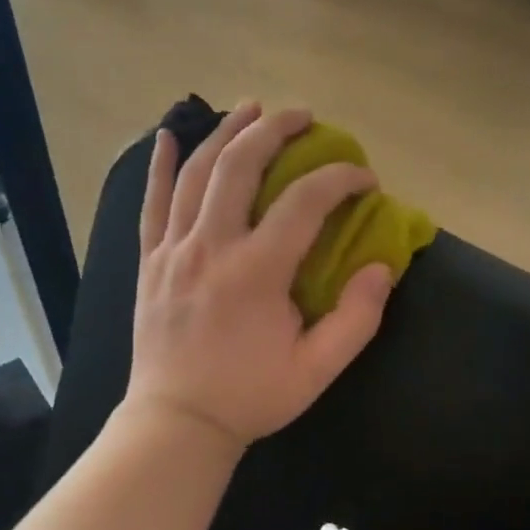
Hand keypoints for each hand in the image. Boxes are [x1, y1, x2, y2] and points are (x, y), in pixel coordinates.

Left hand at [124, 102, 393, 449]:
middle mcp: (211, 247)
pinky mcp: (150, 262)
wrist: (178, 422)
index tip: (364, 179)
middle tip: (304, 116)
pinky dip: (160, 165)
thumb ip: (356, 318)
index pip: (305, 202)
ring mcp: (173, 250)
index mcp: (256, 272)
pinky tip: (167, 135)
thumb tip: (380, 266)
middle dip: (277, 129)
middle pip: (241, 165)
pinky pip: (151, 202)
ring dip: (225, 132)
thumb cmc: (250, 398)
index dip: (341, 180)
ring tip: (250, 108)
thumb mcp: (316, 370)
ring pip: (196, 172)